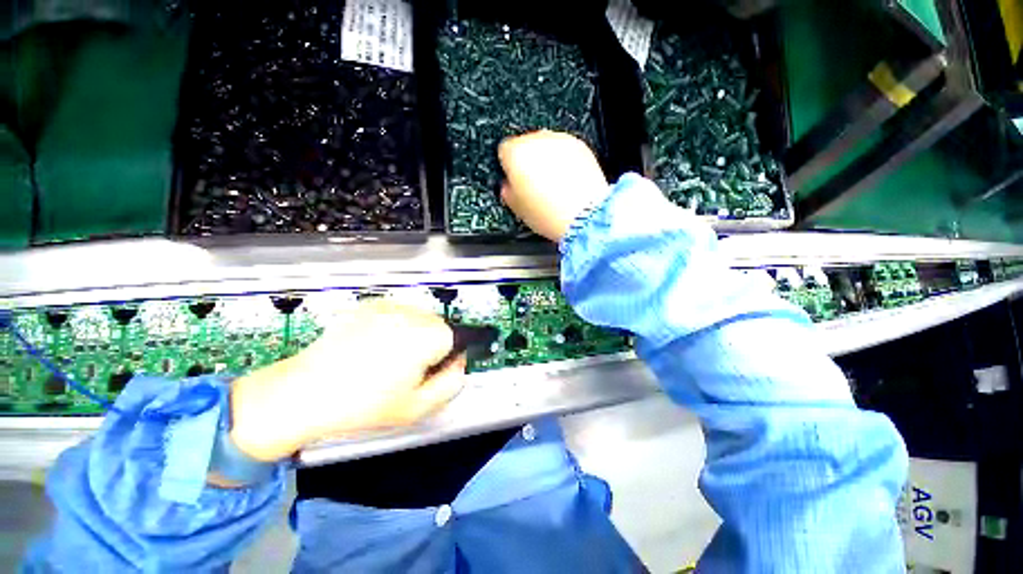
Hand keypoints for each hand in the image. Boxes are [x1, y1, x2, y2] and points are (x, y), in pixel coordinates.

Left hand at [228, 300, 465, 461]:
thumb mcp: (416, 408)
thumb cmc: (360, 405)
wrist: (304, 394)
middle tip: (410, 368)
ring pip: (419, 316)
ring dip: (415, 333)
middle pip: (438, 323)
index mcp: (423, 338)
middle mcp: (408, 315)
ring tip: (390, 357)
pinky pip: (397, 312)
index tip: (432, 370)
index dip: (446, 356)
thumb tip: (459, 365)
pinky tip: (376, 346)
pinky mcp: (368, 307)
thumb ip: (450, 384)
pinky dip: (396, 325)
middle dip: (432, 343)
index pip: (456, 336)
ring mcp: (386, 308)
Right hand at [498, 130, 609, 241]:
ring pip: (546, 145)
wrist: (583, 215)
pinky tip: (566, 181)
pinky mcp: (579, 145)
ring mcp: (559, 140)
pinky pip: (564, 149)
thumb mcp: (517, 207)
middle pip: (525, 145)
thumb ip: (507, 190)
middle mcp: (536, 140)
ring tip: (553, 185)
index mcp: (515, 154)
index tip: (513, 179)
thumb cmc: (549, 214)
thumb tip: (508, 186)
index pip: (504, 150)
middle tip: (533, 185)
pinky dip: (564, 161)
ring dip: (546, 160)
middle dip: (528, 162)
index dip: (508, 167)